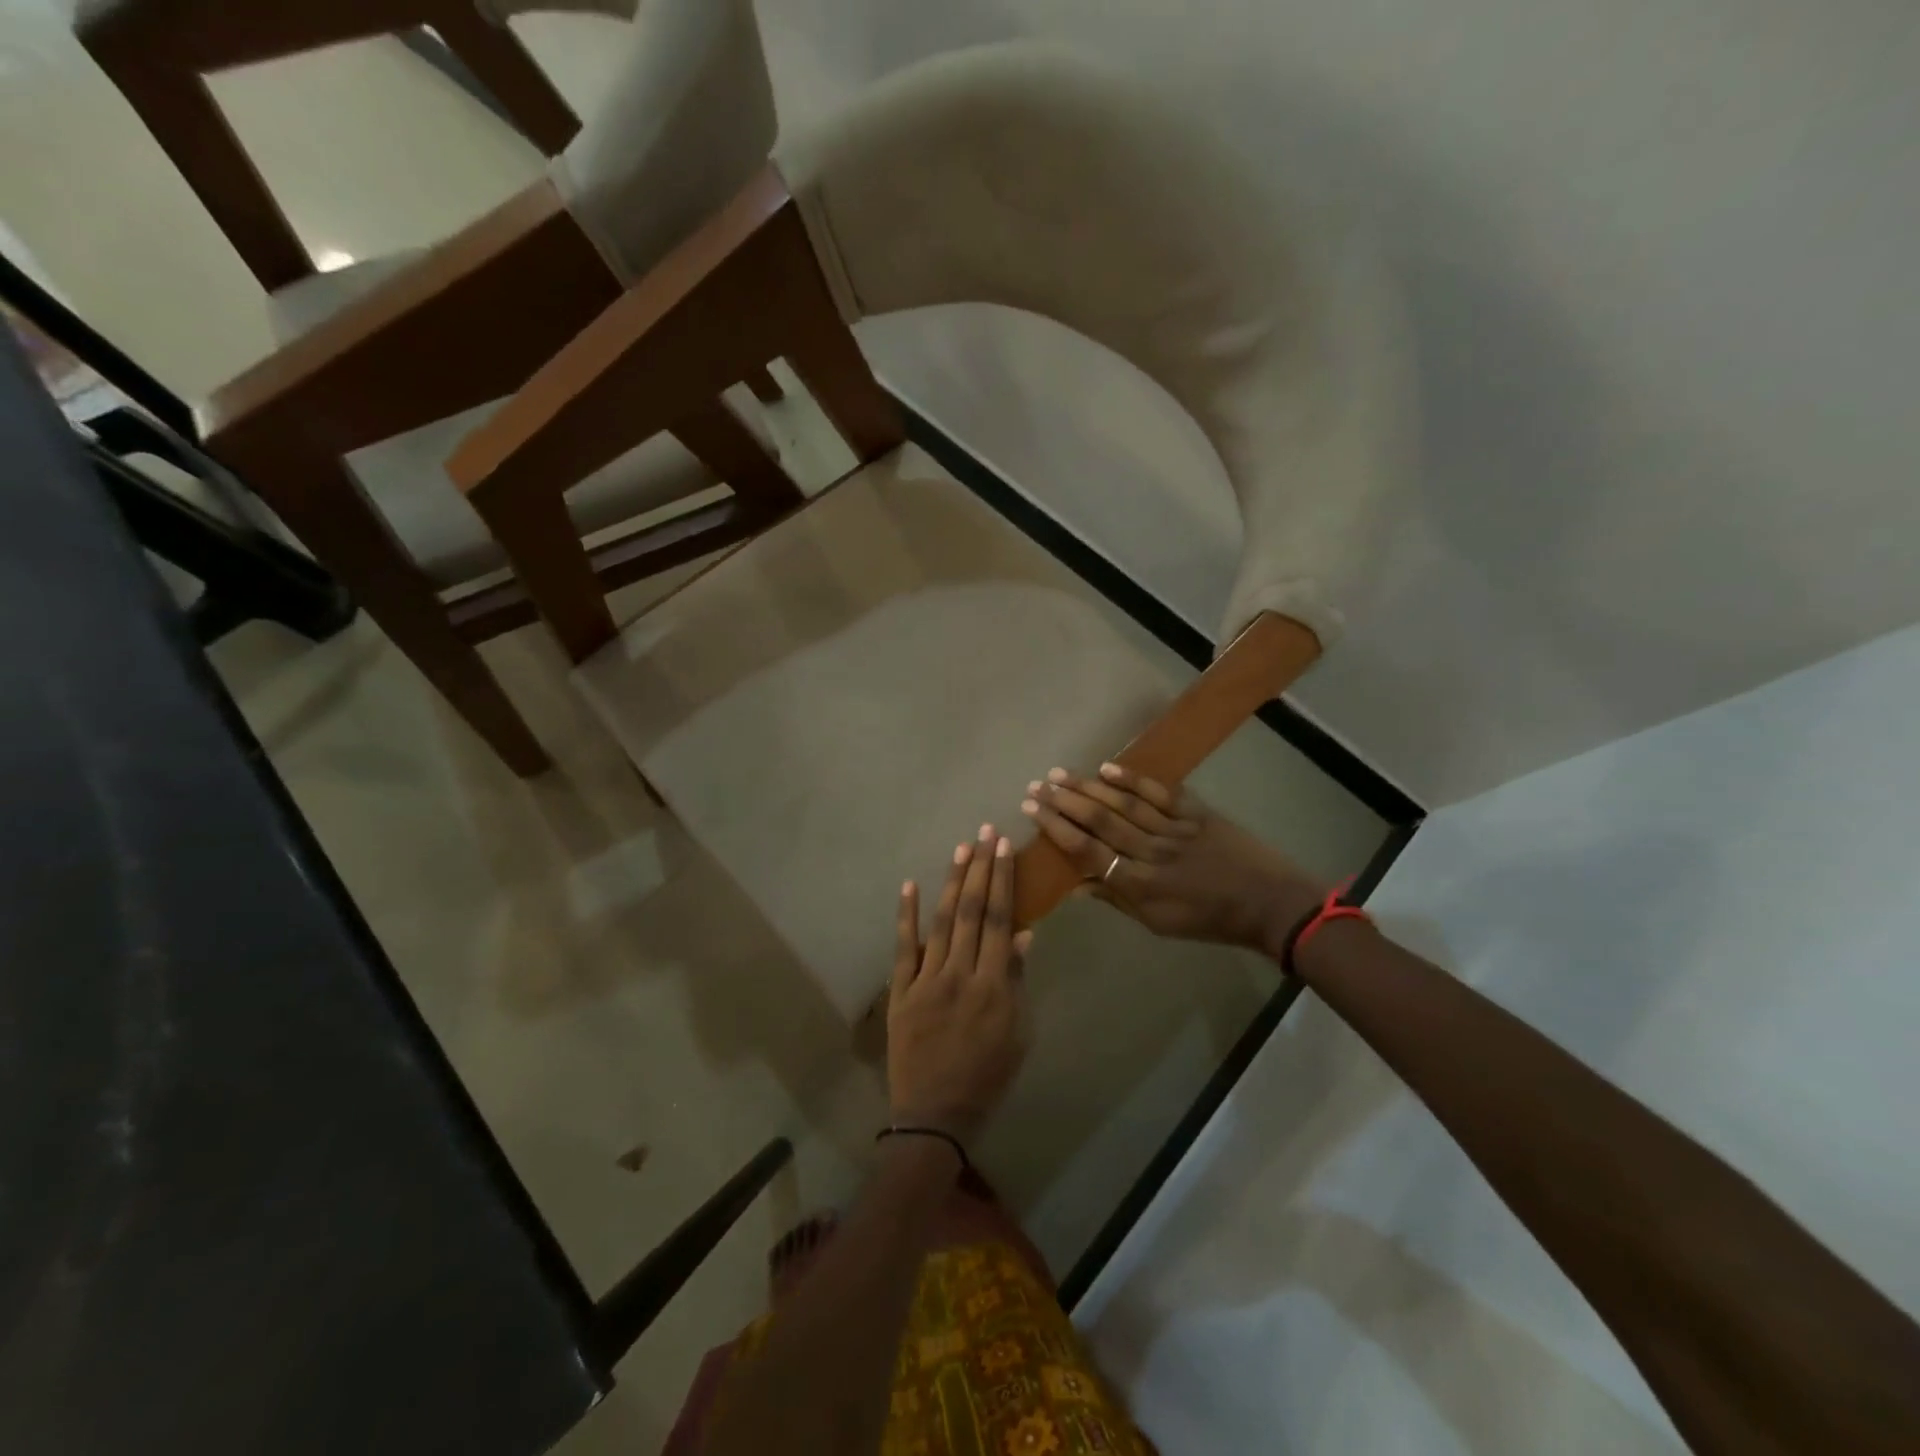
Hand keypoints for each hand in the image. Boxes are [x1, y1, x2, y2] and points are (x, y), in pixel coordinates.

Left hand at [888, 825, 1031, 1142]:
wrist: (936, 1114)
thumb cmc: (988, 1076)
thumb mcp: (1018, 1034)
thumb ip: (1018, 982)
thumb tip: (1024, 935)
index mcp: (994, 986)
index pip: (1001, 920)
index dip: (1003, 881)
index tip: (1004, 848)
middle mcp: (960, 974)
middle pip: (973, 912)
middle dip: (980, 869)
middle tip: (985, 833)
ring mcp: (926, 981)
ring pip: (942, 922)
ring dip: (952, 883)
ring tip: (961, 850)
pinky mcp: (900, 991)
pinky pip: (903, 948)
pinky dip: (907, 916)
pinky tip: (910, 886)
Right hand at [1021, 763, 1324, 953]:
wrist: (1269, 903)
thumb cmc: (1209, 920)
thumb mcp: (1158, 923)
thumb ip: (1116, 900)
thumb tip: (1075, 885)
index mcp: (1141, 884)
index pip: (1089, 851)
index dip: (1057, 829)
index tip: (1032, 811)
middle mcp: (1152, 852)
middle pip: (1101, 821)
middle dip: (1064, 802)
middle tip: (1036, 786)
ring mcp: (1175, 829)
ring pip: (1124, 804)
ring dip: (1089, 787)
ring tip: (1059, 773)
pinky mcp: (1196, 813)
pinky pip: (1160, 793)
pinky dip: (1133, 780)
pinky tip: (1108, 767)